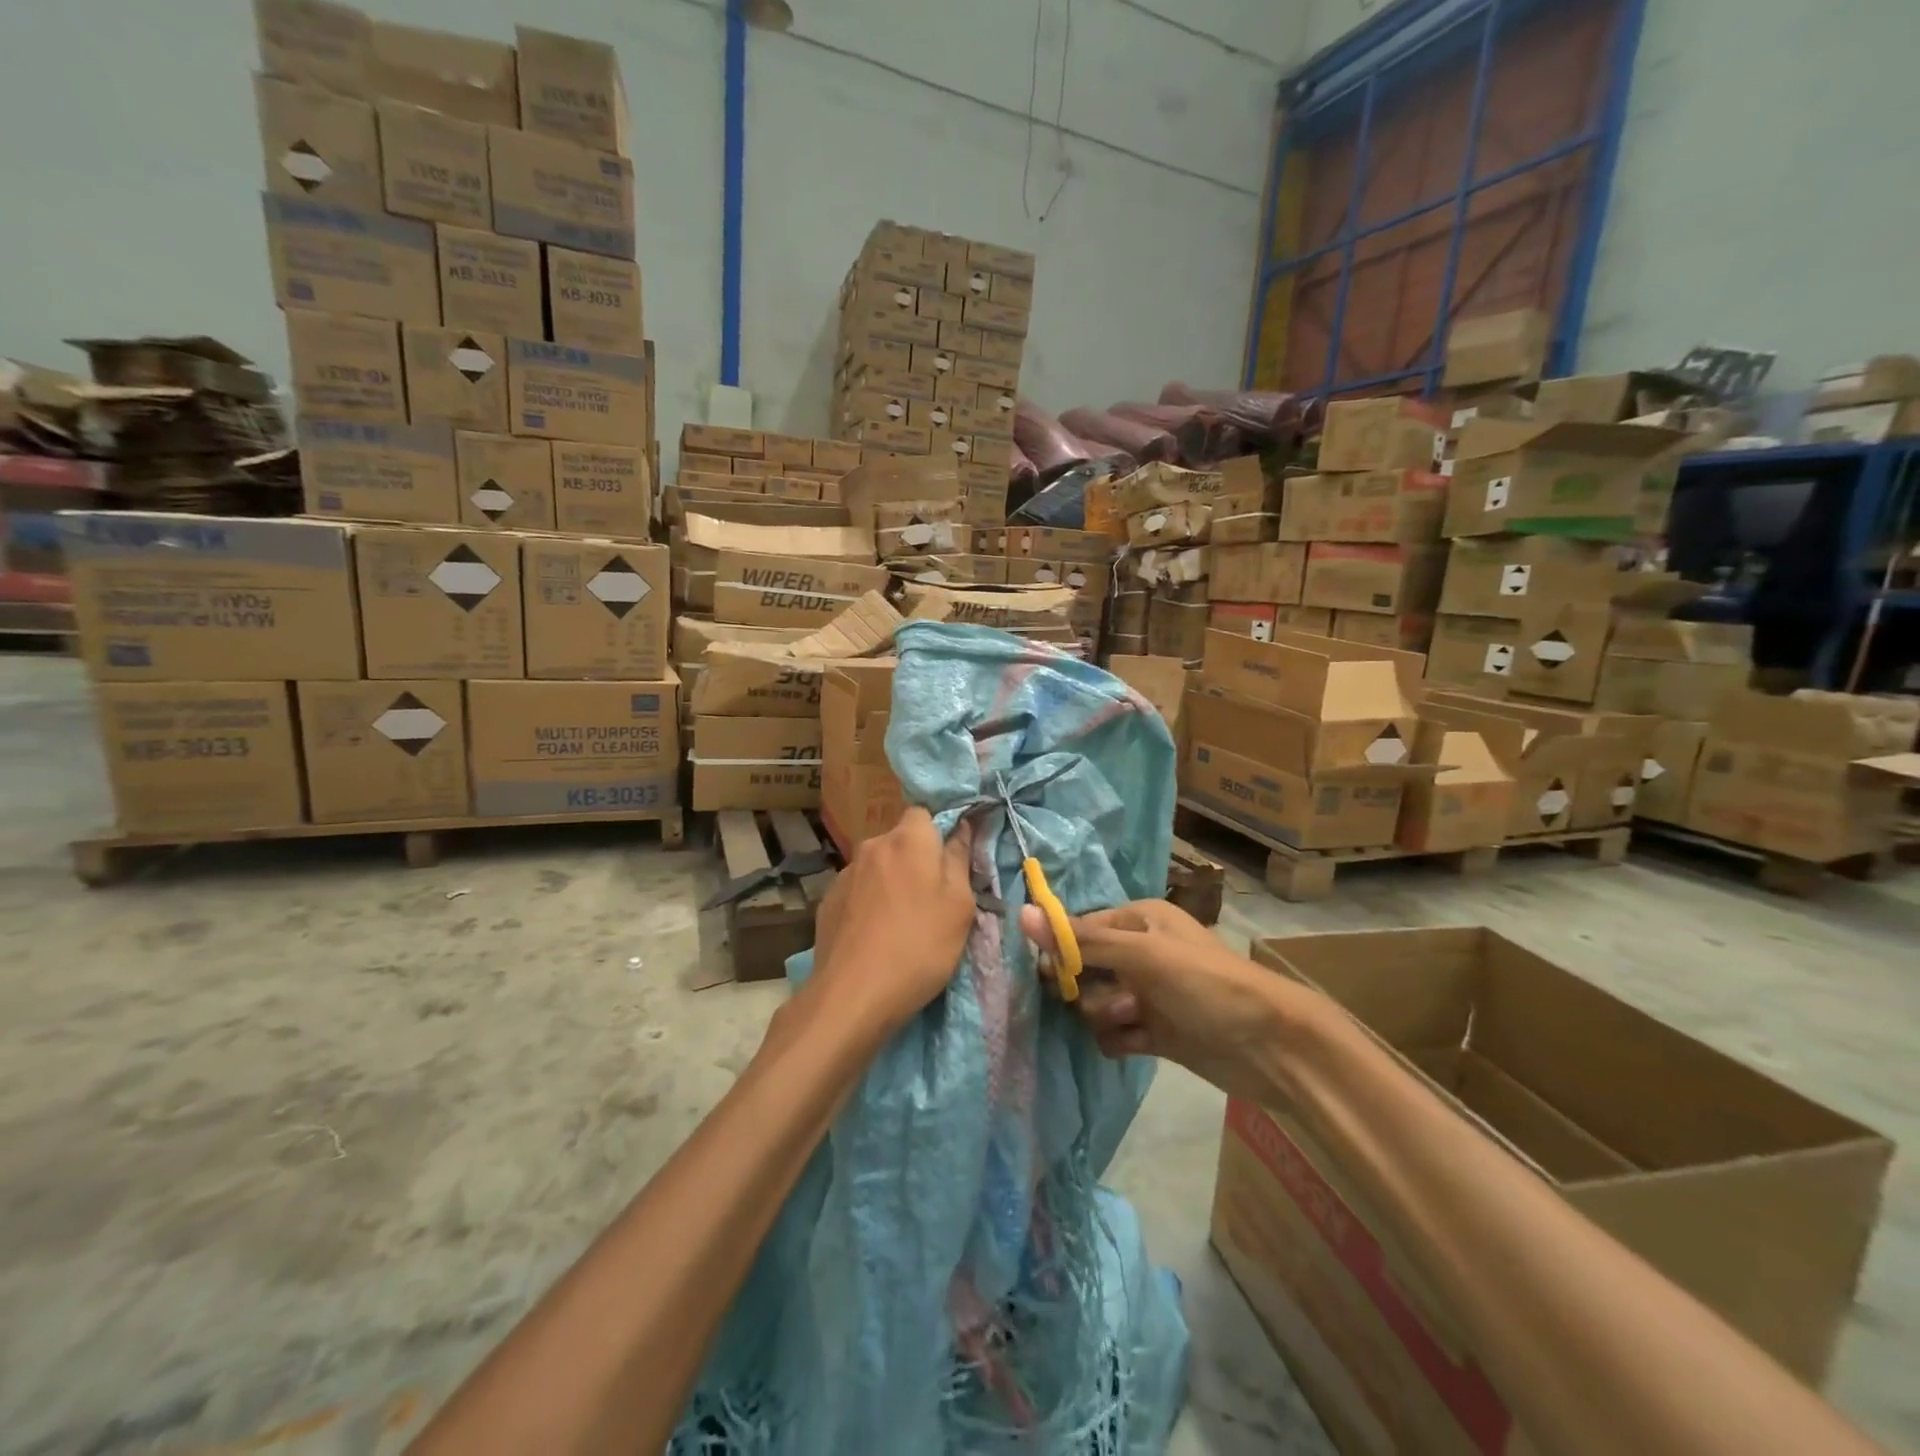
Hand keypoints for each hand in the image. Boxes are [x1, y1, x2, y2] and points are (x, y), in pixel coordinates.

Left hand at [807, 808, 976, 1040]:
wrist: (853, 993)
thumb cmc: (920, 945)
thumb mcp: (959, 905)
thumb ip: (960, 858)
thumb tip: (962, 825)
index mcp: (909, 839)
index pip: (924, 813)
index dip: (939, 832)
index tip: (950, 862)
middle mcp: (873, 845)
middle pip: (901, 841)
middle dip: (916, 860)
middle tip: (932, 899)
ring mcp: (845, 872)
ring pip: (878, 866)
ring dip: (891, 882)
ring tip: (901, 922)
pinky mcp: (828, 900)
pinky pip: (858, 890)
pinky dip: (869, 903)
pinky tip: (875, 935)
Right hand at [1021, 899, 1293, 1100]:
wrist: (1272, 1048)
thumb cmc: (1207, 985)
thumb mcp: (1144, 956)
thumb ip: (1083, 941)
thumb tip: (1022, 914)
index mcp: (1139, 920)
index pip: (1080, 929)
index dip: (1063, 952)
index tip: (1054, 976)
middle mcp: (1140, 951)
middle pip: (1084, 968)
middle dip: (1089, 988)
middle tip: (1114, 999)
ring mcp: (1147, 993)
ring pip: (1096, 1002)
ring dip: (1106, 1015)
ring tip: (1135, 1020)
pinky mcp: (1154, 1030)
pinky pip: (1113, 1032)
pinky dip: (1118, 1039)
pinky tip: (1136, 1043)